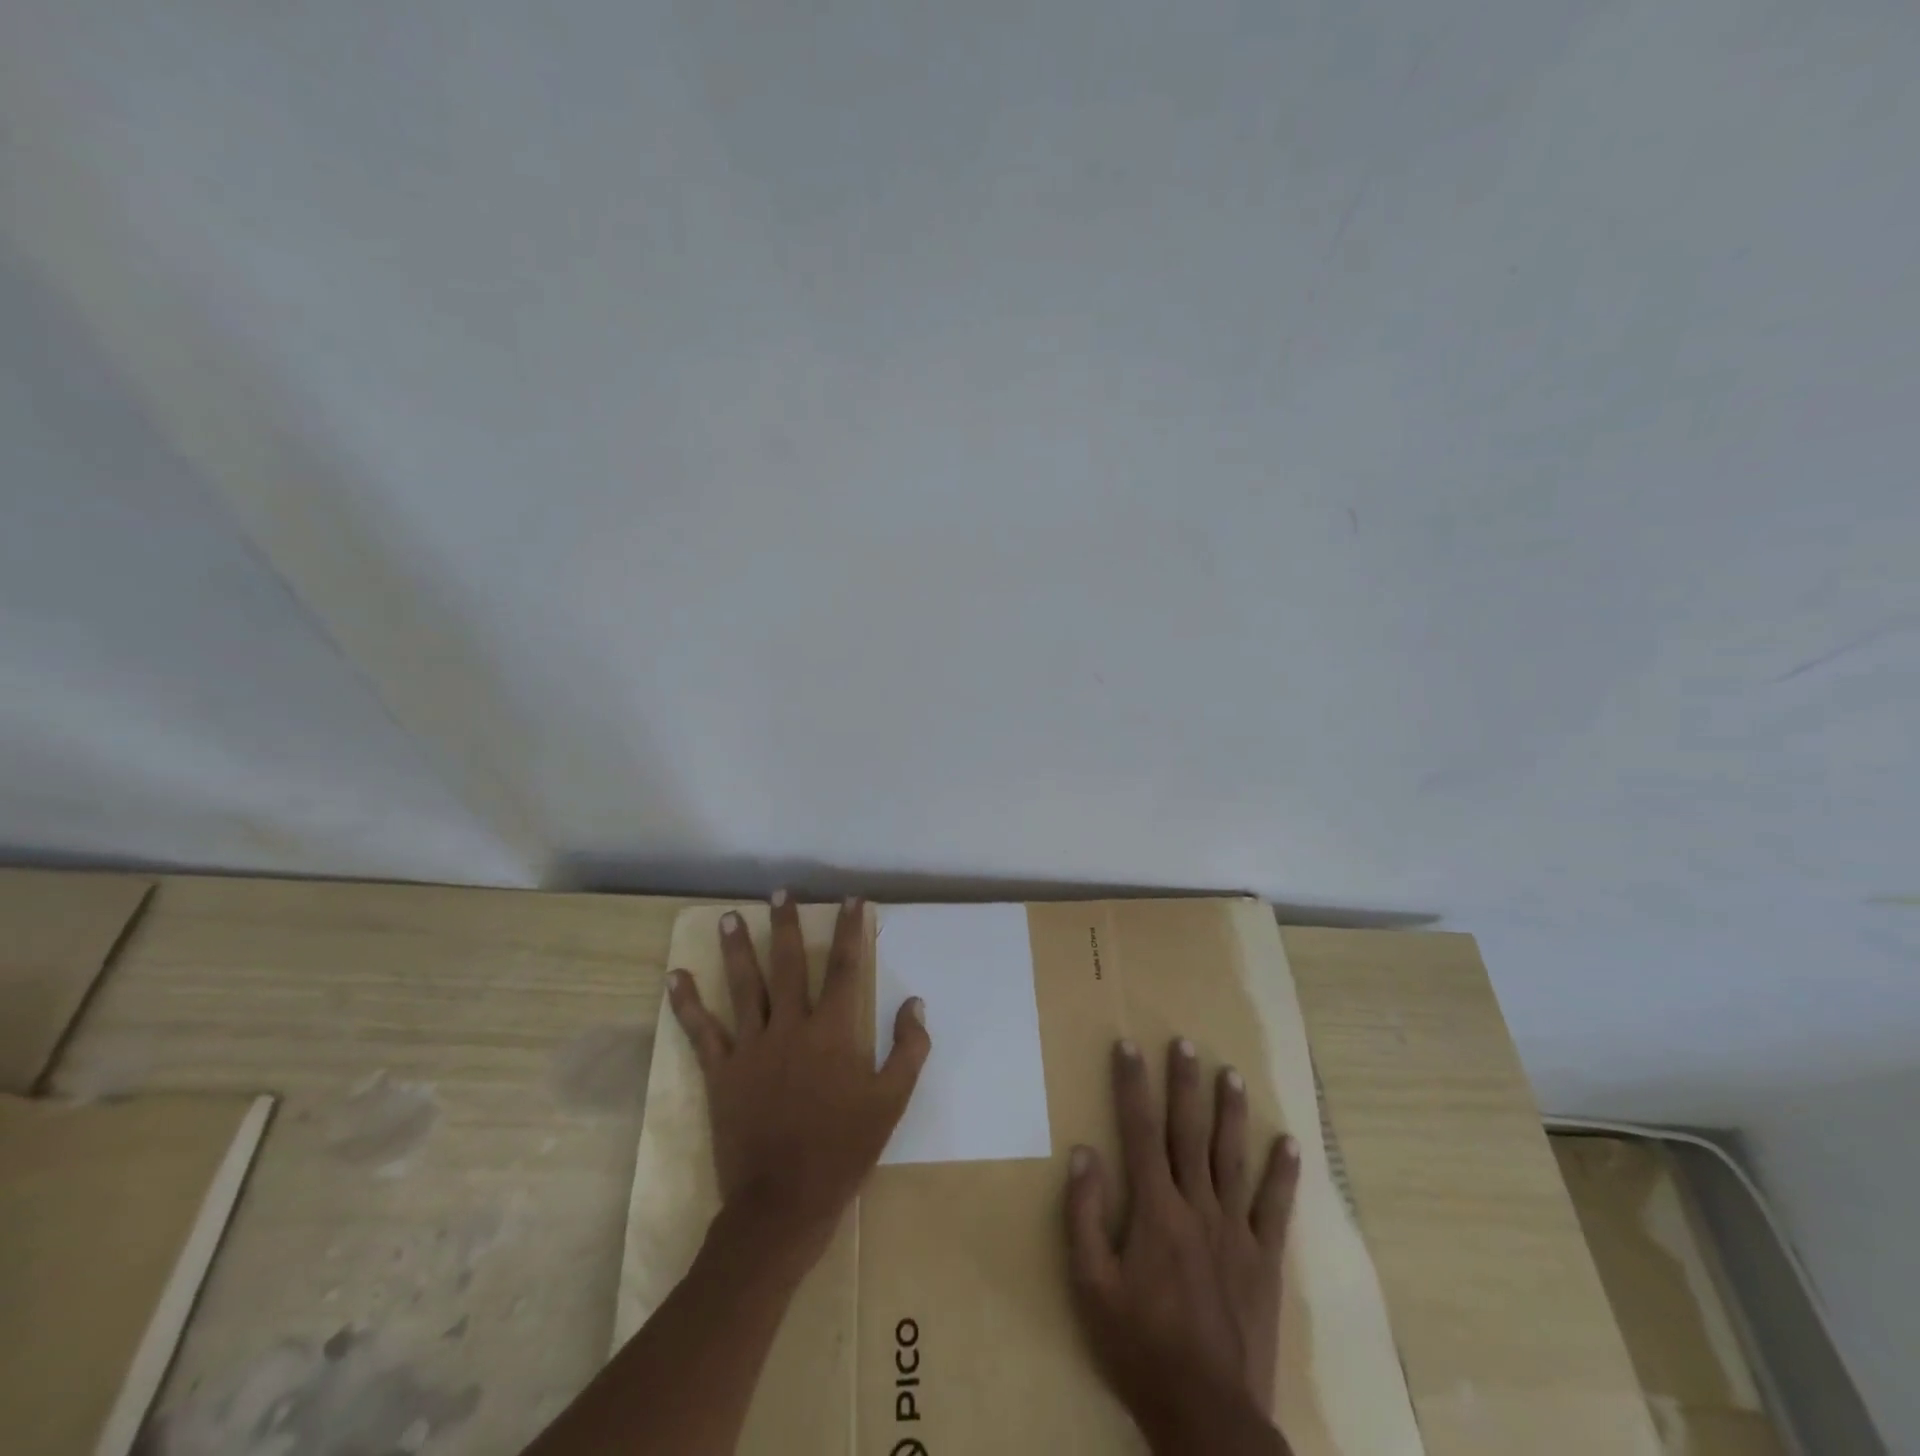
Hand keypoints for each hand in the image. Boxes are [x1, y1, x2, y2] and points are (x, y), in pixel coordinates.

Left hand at [668, 893, 930, 1262]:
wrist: (783, 1204)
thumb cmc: (843, 1151)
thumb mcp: (890, 1103)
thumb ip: (908, 1050)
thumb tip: (915, 1003)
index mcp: (833, 1032)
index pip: (845, 968)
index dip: (852, 931)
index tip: (852, 901)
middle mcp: (791, 1027)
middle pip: (788, 964)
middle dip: (786, 925)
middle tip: (780, 893)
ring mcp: (751, 1048)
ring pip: (744, 987)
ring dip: (737, 949)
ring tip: (730, 916)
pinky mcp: (722, 1072)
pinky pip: (702, 1032)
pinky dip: (687, 1004)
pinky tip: (675, 976)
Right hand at [1066, 1037, 1299, 1450]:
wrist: (1208, 1418)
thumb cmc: (1140, 1349)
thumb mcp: (1091, 1286)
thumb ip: (1084, 1216)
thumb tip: (1084, 1153)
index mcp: (1154, 1210)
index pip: (1138, 1130)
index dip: (1131, 1085)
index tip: (1127, 1046)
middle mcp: (1197, 1206)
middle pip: (1188, 1132)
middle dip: (1184, 1084)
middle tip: (1185, 1043)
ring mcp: (1236, 1232)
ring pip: (1232, 1158)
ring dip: (1231, 1113)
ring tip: (1232, 1074)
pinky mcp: (1264, 1261)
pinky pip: (1275, 1209)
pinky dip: (1283, 1174)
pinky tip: (1289, 1144)